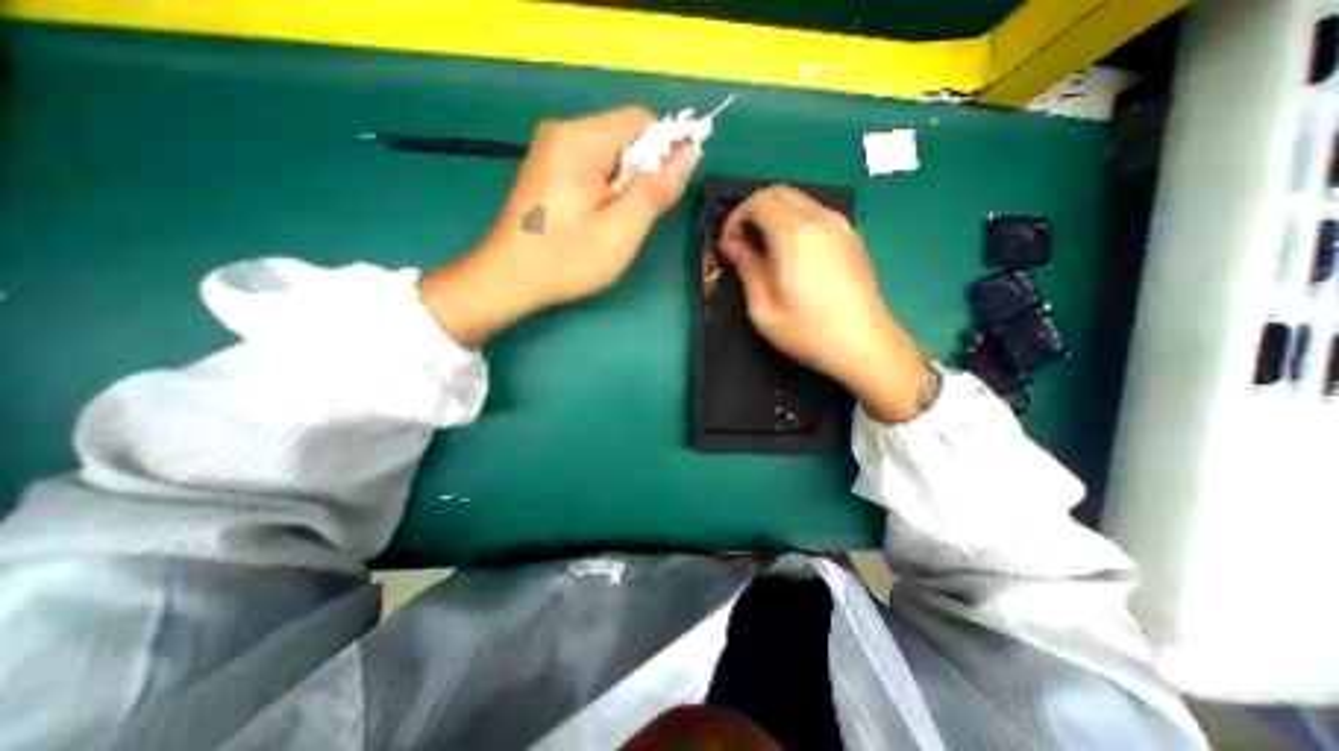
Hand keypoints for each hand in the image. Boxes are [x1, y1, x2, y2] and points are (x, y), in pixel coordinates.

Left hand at [419, 103, 702, 345]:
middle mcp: (563, 132)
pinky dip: (606, 189)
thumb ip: (656, 189)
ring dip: (625, 185)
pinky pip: (592, 166)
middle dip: (642, 174)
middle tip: (633, 218)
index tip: (664, 193)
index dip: (664, 152)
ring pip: (610, 154)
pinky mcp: (546, 169)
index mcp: (581, 140)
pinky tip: (596, 219)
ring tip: (614, 223)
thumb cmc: (566, 259)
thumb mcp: (622, 230)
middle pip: (625, 136)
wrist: (507, 279)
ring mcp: (551, 150)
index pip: (642, 121)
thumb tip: (689, 153)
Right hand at [722, 186, 939, 424]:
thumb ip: (747, 269)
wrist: (865, 345)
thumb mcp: (764, 308)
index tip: (729, 245)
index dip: (736, 217)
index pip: (758, 201)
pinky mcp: (852, 237)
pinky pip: (817, 215)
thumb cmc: (808, 331)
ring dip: (775, 216)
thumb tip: (734, 246)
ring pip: (799, 201)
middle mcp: (820, 219)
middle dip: (753, 212)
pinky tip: (792, 254)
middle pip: (779, 193)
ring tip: (765, 250)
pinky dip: (795, 223)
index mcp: (794, 234)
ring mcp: (841, 226)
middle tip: (743, 244)